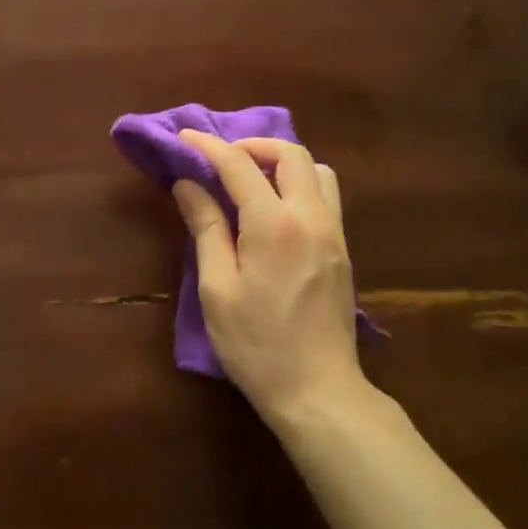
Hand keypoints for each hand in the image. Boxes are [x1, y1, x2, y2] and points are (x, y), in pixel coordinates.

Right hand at [172, 130, 364, 424]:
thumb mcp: (218, 289)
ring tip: (253, 180)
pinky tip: (277, 208)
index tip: (185, 137)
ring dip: (283, 162)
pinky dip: (300, 183)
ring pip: (317, 170)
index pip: (239, 166)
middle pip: (290, 154)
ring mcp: (333, 232)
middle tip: (223, 158)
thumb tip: (188, 184)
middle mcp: (310, 217)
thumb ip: (206, 228)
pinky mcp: (342, 249)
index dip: (209, 146)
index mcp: (274, 225)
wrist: (318, 391)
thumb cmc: (257, 345)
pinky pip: (326, 195)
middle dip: (253, 145)